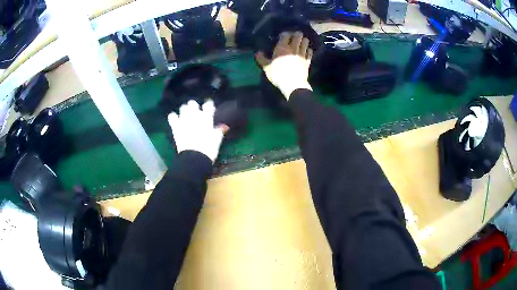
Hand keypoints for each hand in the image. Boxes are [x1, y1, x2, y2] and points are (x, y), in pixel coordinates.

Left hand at [168, 100, 227, 162]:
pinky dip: (173, 117)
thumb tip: (223, 127)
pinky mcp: (176, 126)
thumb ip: (219, 131)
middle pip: (193, 103)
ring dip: (184, 111)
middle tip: (195, 113)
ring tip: (185, 116)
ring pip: (183, 108)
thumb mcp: (217, 140)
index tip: (209, 108)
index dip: (208, 105)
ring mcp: (184, 120)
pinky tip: (175, 121)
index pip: (208, 105)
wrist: (195, 157)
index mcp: (207, 118)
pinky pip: (172, 116)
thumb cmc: (209, 149)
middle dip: (193, 107)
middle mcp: (195, 115)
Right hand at [255, 31, 313, 99]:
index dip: (284, 34)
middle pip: (298, 35)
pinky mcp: (308, 60)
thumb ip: (262, 59)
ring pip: (305, 41)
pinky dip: (308, 50)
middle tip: (293, 37)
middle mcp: (293, 48)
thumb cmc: (278, 75)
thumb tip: (257, 53)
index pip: (285, 35)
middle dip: (296, 34)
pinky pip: (310, 51)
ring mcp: (302, 54)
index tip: (282, 36)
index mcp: (282, 47)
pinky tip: (306, 52)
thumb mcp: (267, 68)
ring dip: (303, 41)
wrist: (293, 84)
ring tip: (300, 43)